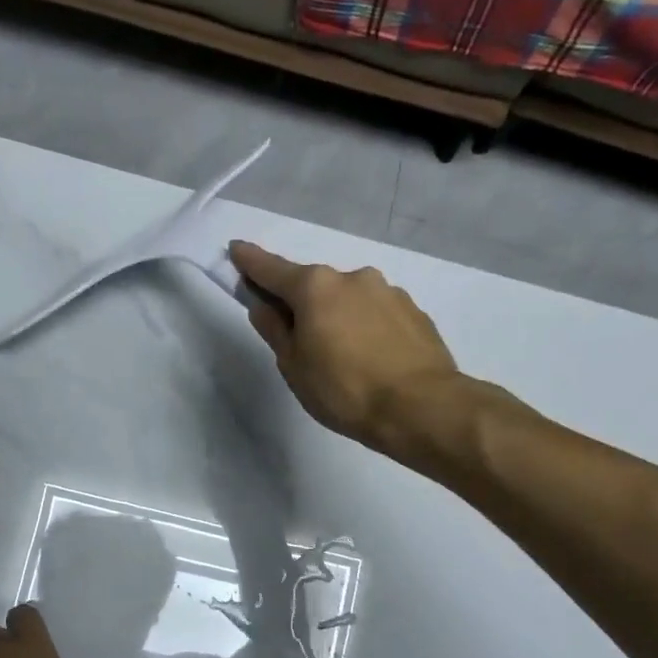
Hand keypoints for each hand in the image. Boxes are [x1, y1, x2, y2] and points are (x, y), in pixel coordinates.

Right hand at [229, 240, 459, 451]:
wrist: (421, 407)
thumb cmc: (344, 389)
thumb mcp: (294, 366)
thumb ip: (275, 330)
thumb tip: (264, 307)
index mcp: (316, 287)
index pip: (272, 270)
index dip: (250, 262)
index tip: (236, 250)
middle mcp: (353, 277)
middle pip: (315, 286)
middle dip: (303, 304)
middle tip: (301, 342)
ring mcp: (388, 291)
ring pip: (349, 300)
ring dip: (339, 317)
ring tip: (345, 359)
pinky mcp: (414, 311)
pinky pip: (377, 314)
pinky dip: (367, 328)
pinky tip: (373, 359)